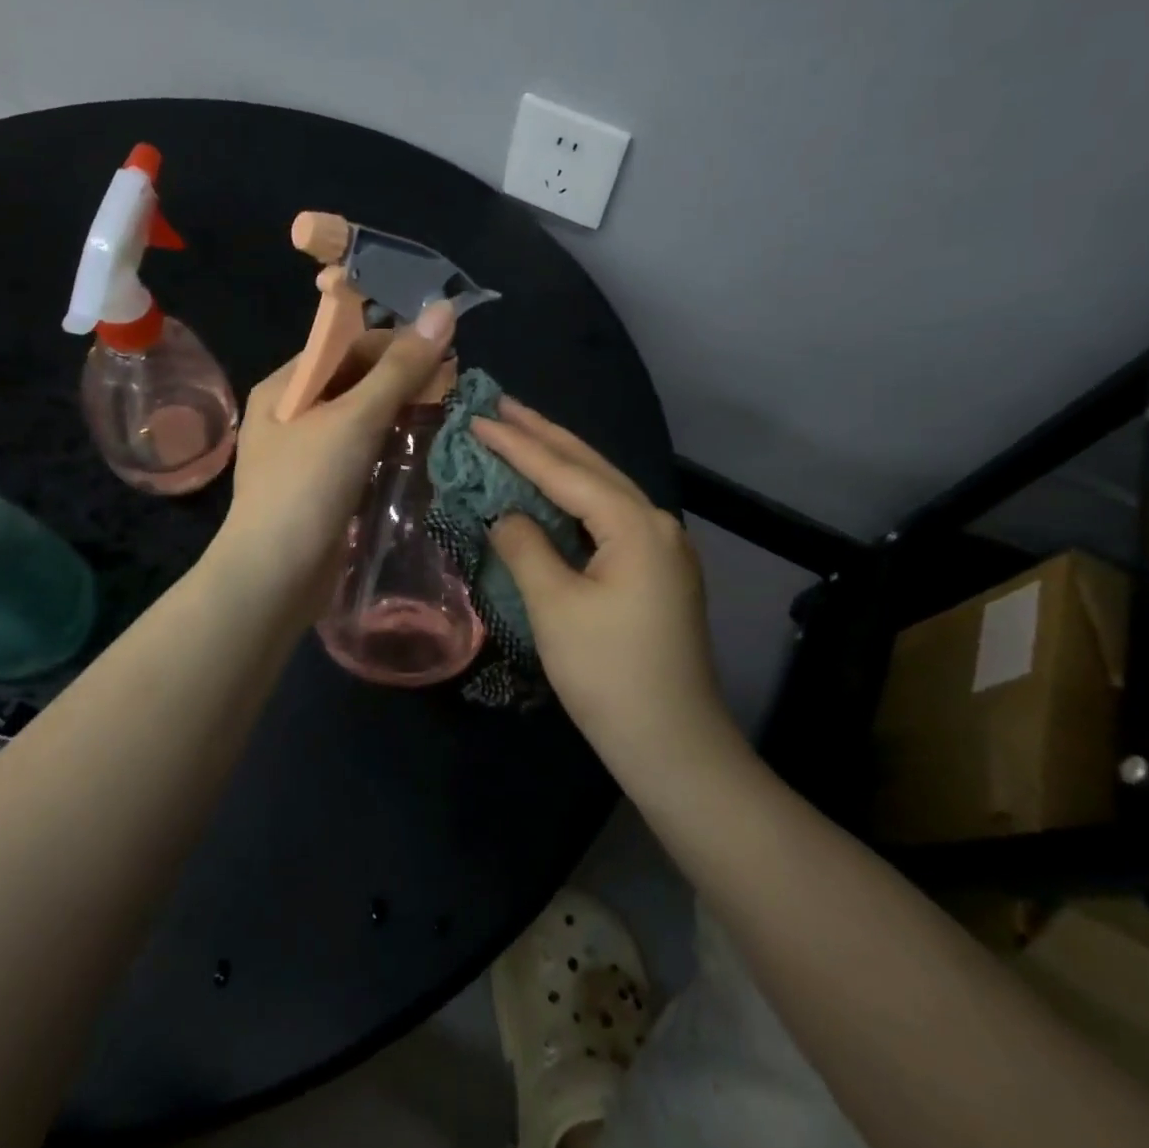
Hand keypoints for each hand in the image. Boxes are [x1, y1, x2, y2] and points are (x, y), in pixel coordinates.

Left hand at [214, 302, 455, 604]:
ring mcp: (305, 455)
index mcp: (284, 386)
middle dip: (402, 380)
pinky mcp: (322, 489)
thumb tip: (444, 310)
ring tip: (446, 414)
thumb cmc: (306, 487)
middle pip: (354, 381)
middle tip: (453, 387)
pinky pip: (360, 454)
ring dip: (399, 414)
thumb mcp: (354, 420)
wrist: (273, 578)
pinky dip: (389, 447)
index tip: (445, 353)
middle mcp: (291, 414)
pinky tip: (420, 451)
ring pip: (360, 420)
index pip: (345, 346)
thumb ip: (400, 369)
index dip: (395, 343)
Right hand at [475, 401, 728, 758]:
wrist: (671, 743)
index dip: (517, 445)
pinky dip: (575, 499)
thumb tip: (505, 514)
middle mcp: (656, 524)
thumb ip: (525, 546)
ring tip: (522, 432)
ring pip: (603, 490)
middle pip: (592, 467)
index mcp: (636, 525)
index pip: (565, 472)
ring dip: (561, 462)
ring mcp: (661, 549)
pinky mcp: (656, 573)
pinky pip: (608, 519)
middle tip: (501, 404)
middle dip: (545, 434)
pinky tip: (553, 492)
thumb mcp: (555, 606)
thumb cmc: (608, 673)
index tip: (477, 418)